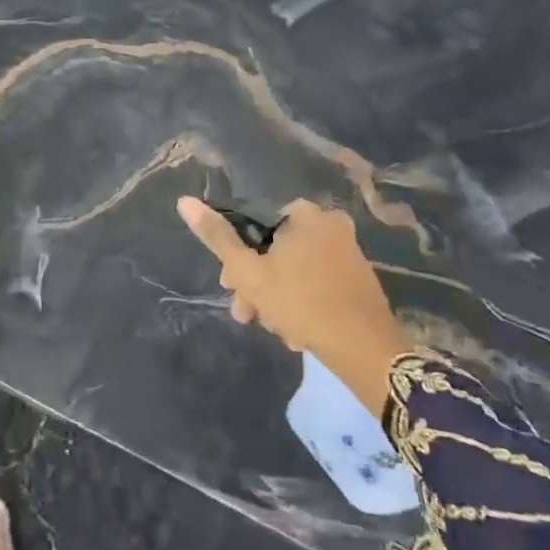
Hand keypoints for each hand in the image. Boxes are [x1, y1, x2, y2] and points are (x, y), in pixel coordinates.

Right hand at [176, 196, 409, 373]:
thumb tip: (184, 201)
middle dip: (256, 283)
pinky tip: (296, 330)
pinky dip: (302, 301)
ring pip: (295, 269)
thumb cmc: (300, 302)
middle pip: (275, 249)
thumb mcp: (248, 271)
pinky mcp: (358, 278)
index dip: (236, 255)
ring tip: (274, 329)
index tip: (228, 286)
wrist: (364, 348)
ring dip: (276, 297)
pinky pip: (318, 282)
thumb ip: (217, 236)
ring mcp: (348, 251)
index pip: (255, 223)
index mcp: (304, 214)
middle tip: (246, 313)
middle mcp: (330, 224)